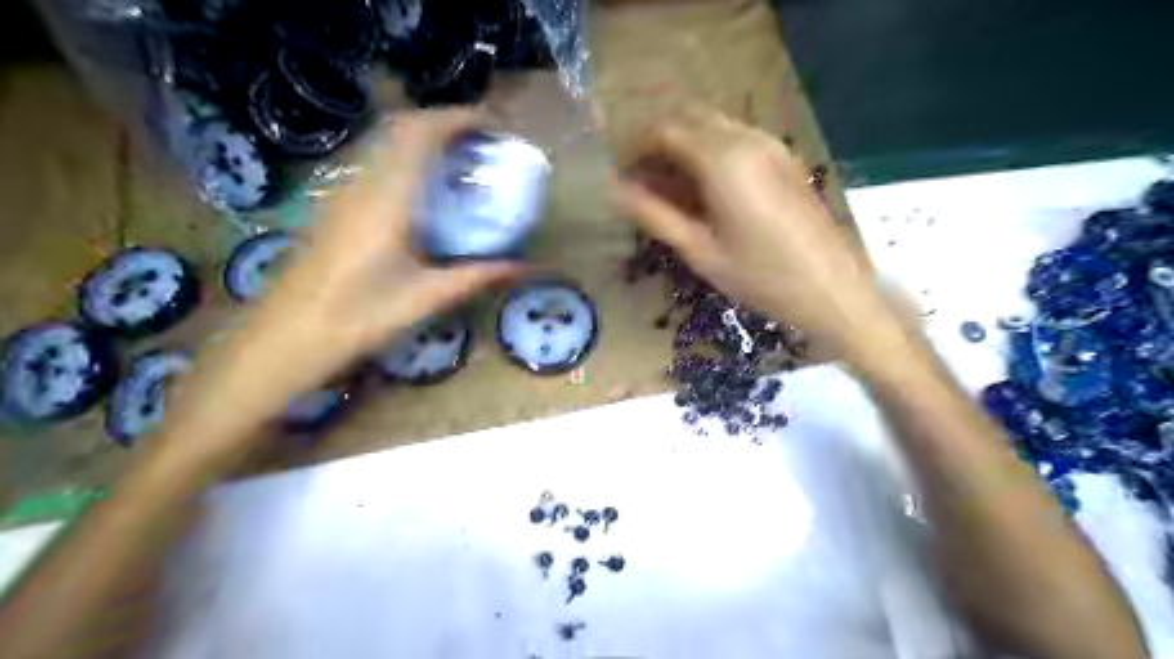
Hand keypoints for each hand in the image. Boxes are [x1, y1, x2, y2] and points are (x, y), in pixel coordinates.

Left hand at [157, 108, 517, 467]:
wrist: (288, 336)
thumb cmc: (359, 317)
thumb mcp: (427, 298)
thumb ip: (477, 276)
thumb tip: (525, 267)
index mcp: (388, 198)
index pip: (422, 133)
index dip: (460, 118)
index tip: (495, 126)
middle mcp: (363, 183)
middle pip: (403, 128)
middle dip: (446, 123)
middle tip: (483, 144)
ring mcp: (344, 192)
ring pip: (386, 143)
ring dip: (425, 140)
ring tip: (460, 162)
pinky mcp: (336, 206)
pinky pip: (377, 164)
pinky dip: (408, 160)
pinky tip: (425, 192)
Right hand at [618, 108, 900, 361]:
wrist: (833, 289)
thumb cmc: (762, 277)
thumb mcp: (700, 251)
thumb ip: (655, 216)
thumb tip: (615, 191)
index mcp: (723, 159)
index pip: (664, 130)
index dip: (635, 148)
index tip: (621, 177)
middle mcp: (747, 138)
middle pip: (689, 117)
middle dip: (657, 142)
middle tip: (641, 182)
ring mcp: (771, 144)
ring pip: (713, 126)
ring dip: (683, 146)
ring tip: (668, 191)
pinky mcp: (784, 157)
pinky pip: (736, 139)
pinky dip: (709, 153)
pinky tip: (704, 191)